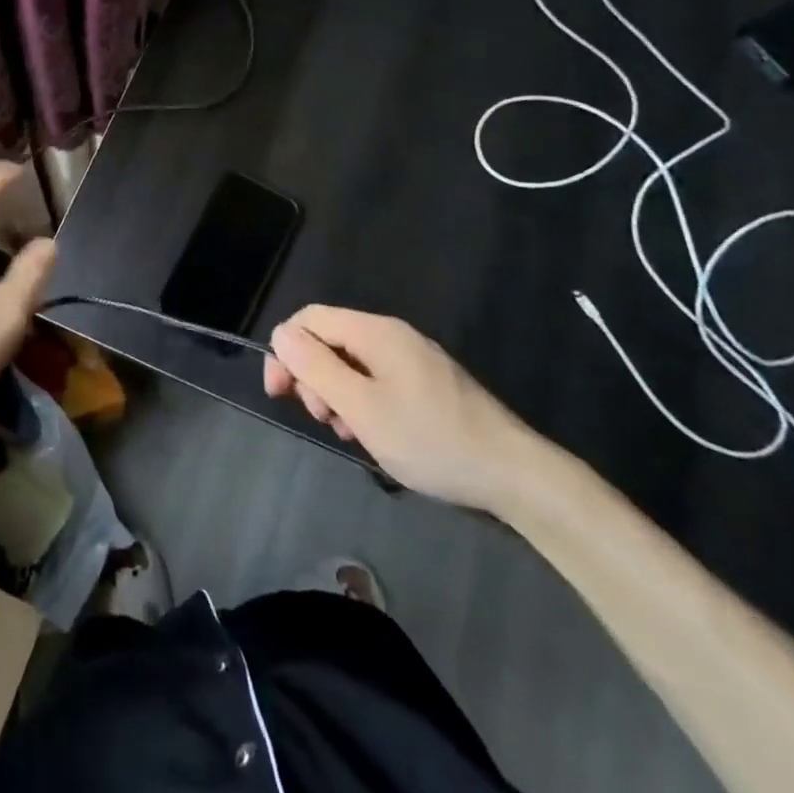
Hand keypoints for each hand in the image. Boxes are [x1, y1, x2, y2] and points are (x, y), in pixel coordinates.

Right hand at [263, 306, 535, 509]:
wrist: (513, 474)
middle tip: (324, 420)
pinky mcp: (426, 382)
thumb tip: (282, 334)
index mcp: (375, 331)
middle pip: (329, 340)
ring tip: (351, 433)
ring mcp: (412, 358)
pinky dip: (363, 402)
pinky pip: (376, 379)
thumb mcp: (362, 408)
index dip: (285, 350)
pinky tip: (374, 434)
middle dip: (314, 377)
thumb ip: (317, 368)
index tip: (280, 394)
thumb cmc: (430, 439)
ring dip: (337, 395)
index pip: (310, 319)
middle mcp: (391, 334)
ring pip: (351, 364)